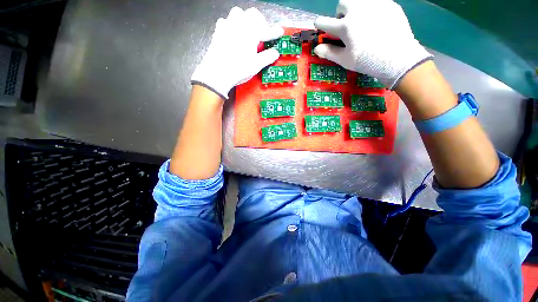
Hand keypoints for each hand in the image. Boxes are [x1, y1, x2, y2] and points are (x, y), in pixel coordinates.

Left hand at [191, 7, 283, 98]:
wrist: (217, 72)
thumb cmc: (238, 69)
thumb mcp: (256, 65)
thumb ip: (267, 57)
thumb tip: (275, 52)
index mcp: (251, 32)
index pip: (267, 30)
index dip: (274, 32)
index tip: (280, 32)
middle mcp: (239, 24)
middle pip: (252, 14)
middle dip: (260, 21)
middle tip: (263, 32)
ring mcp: (227, 26)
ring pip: (238, 13)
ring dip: (245, 19)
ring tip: (247, 31)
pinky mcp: (218, 31)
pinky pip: (225, 21)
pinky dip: (231, 25)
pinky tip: (233, 34)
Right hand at [313, 0, 431, 88]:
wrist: (397, 57)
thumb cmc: (366, 61)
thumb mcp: (345, 60)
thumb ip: (329, 52)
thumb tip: (316, 48)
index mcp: (345, 26)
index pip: (325, 22)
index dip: (320, 24)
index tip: (319, 25)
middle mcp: (357, 10)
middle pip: (342, 3)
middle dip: (341, 13)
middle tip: (346, 25)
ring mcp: (374, 4)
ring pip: (359, 0)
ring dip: (355, 9)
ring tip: (362, 23)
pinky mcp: (389, 4)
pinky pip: (375, 3)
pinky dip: (371, 11)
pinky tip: (377, 24)